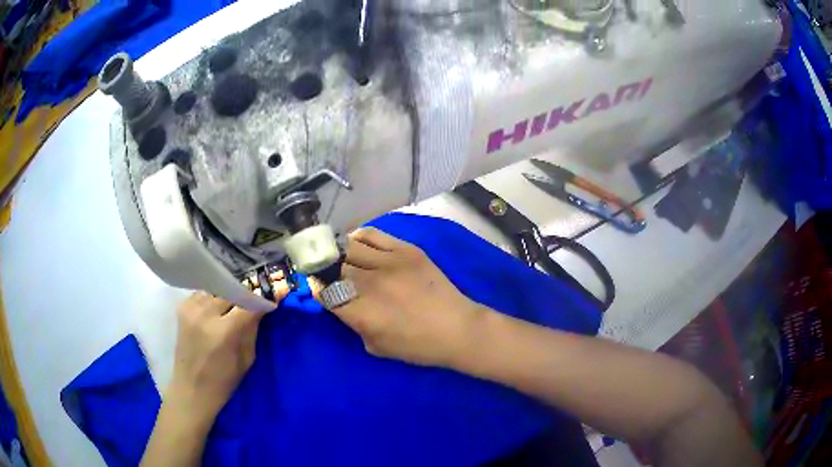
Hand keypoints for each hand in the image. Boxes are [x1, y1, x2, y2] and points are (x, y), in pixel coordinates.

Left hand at [167, 292, 268, 425]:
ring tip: (235, 305)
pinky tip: (217, 309)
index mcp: (224, 332)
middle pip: (232, 290)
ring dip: (229, 294)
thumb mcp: (246, 359)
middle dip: (246, 294)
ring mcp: (191, 308)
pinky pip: (204, 293)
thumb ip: (253, 328)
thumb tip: (265, 305)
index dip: (264, 297)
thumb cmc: (223, 381)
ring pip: (217, 288)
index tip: (278, 292)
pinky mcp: (182, 306)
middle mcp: (205, 314)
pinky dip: (214, 297)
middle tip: (256, 299)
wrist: (191, 388)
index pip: (249, 303)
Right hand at [327, 227, 486, 367]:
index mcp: (361, 313)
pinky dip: (358, 237)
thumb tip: (340, 302)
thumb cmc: (417, 346)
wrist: (456, 328)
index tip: (316, 285)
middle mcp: (370, 284)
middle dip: (325, 269)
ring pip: (348, 247)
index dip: (315, 287)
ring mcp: (389, 263)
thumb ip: (353, 323)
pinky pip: (372, 235)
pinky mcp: (406, 250)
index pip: (323, 291)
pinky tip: (355, 244)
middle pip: (333, 267)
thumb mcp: (375, 346)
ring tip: (339, 256)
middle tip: (325, 270)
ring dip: (339, 253)